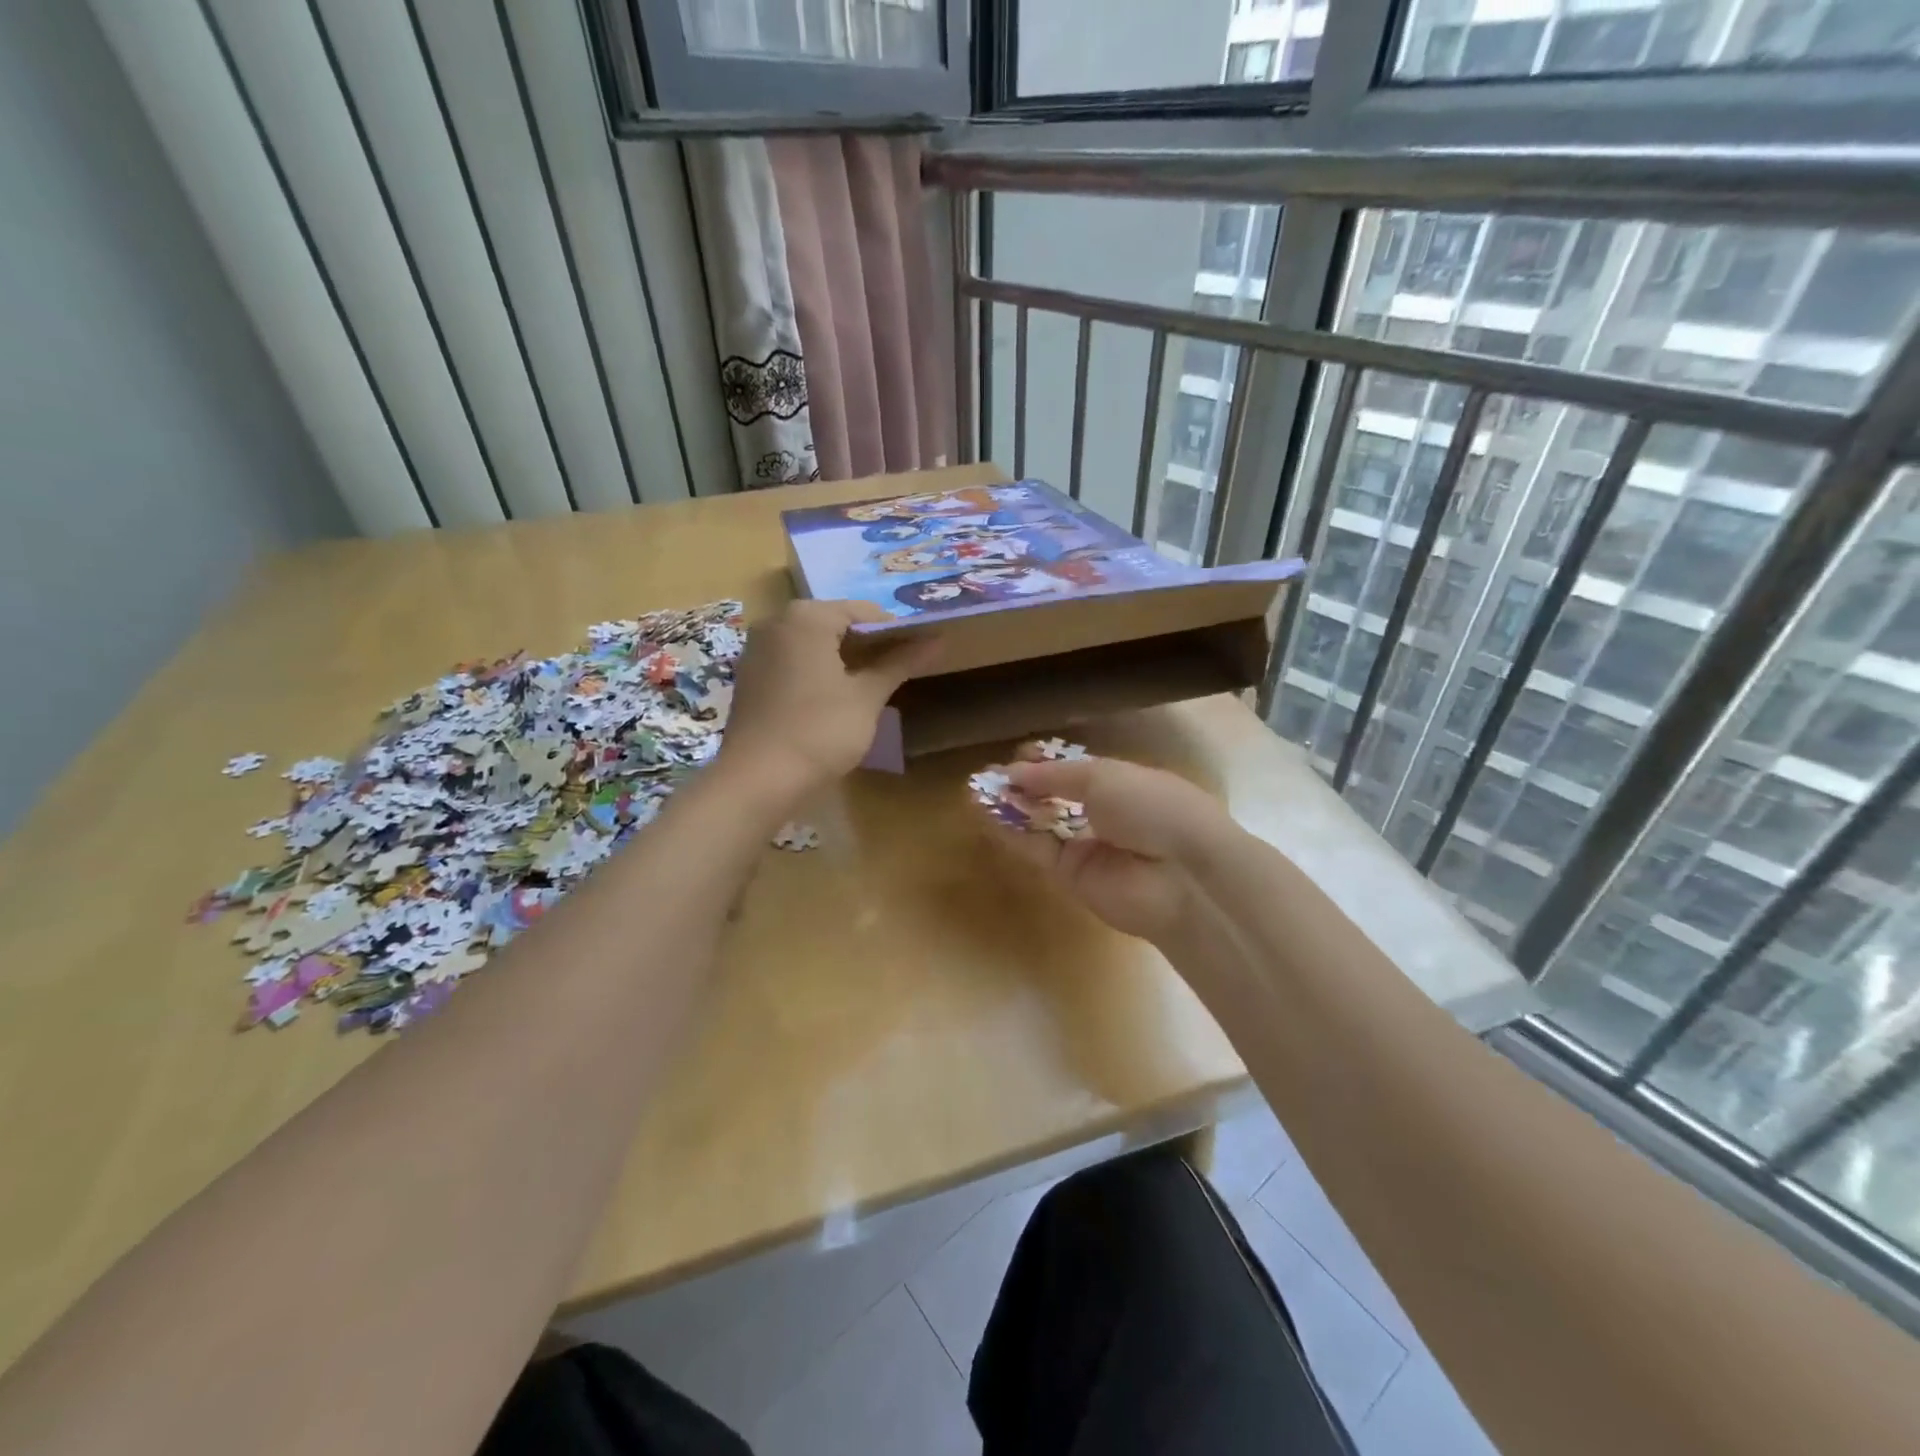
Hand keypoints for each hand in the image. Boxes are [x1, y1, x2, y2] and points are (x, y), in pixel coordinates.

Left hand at [721, 600, 938, 797]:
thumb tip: (936, 639)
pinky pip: (793, 660)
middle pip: (835, 623)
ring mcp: (758, 649)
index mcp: (807, 617)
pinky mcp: (750, 676)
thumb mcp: (866, 697)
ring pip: (813, 642)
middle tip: (902, 666)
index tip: (920, 649)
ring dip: (844, 657)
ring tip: (875, 681)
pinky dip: (818, 669)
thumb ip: (899, 663)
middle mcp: (778, 622)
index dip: (896, 629)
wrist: (757, 780)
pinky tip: (838, 695)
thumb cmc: (820, 731)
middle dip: (870, 643)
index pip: (863, 611)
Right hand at [978, 746, 1232, 943]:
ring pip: (1041, 824)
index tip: (1017, 753)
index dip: (1047, 761)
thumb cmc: (1152, 807)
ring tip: (976, 792)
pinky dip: (1012, 833)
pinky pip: (1037, 850)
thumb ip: (1054, 775)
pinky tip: (985, 815)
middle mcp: (1104, 813)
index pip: (1077, 769)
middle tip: (988, 776)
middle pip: (1055, 797)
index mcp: (1122, 782)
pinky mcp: (1072, 877)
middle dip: (1024, 785)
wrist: (1182, 876)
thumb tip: (1013, 771)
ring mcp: (1087, 847)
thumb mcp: (1104, 776)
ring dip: (1012, 808)